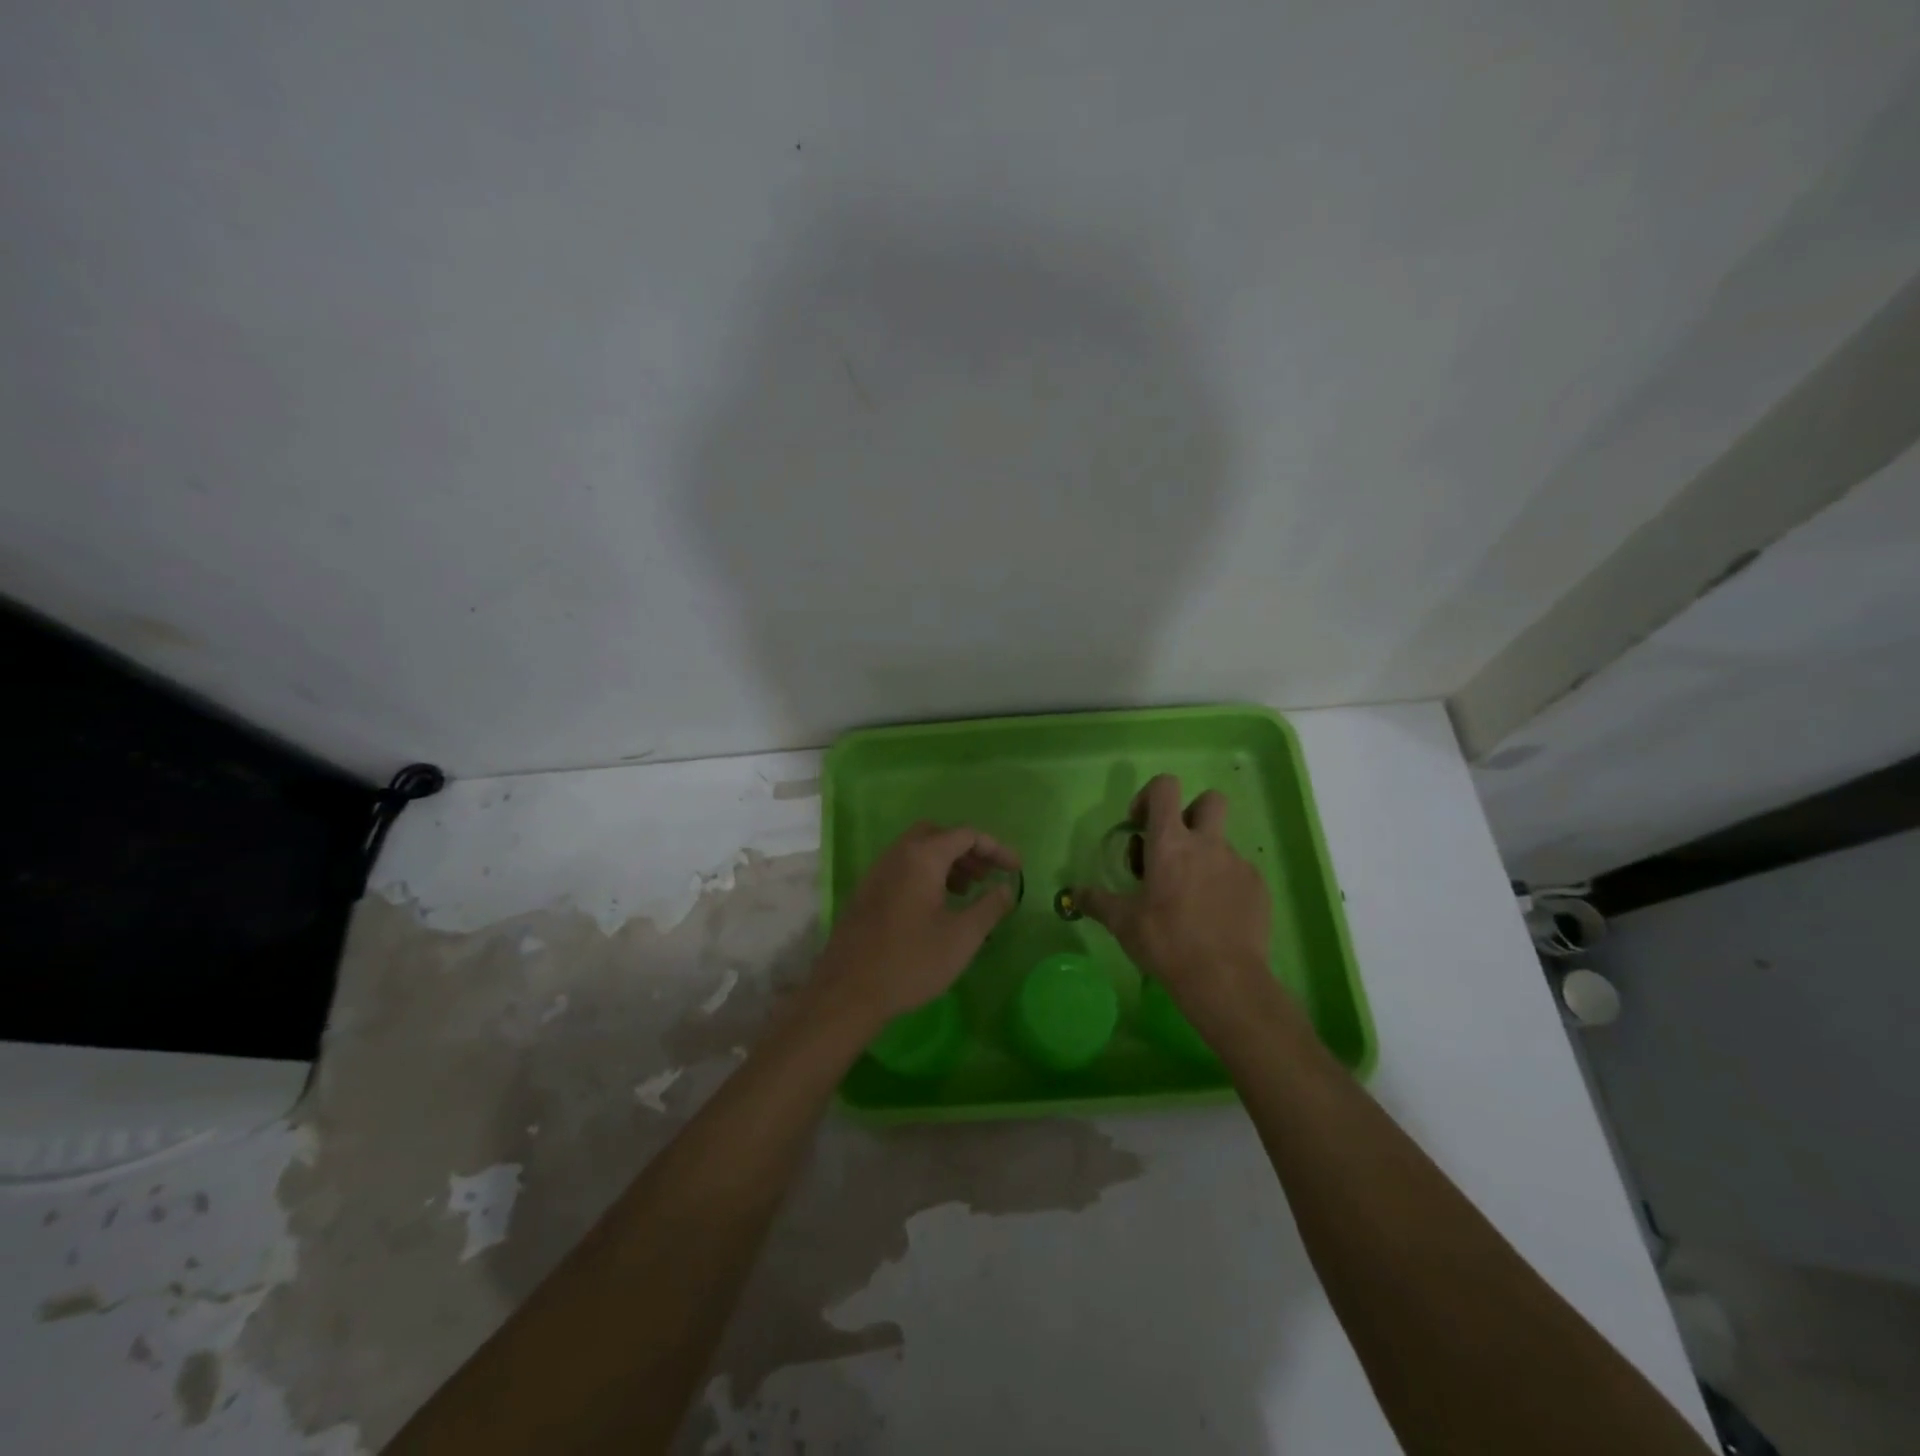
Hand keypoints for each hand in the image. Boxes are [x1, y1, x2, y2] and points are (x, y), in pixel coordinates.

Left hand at [816, 821, 1020, 1025]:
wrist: (848, 991)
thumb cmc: (911, 962)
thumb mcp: (962, 937)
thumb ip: (989, 907)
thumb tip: (1006, 888)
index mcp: (922, 857)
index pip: (966, 835)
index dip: (995, 848)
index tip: (1015, 869)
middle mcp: (897, 855)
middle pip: (938, 835)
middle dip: (967, 850)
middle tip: (985, 876)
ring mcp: (877, 872)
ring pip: (917, 850)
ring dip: (946, 862)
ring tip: (965, 892)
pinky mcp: (866, 892)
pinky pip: (902, 868)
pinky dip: (925, 874)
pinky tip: (935, 907)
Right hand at [1075, 775, 1277, 1031]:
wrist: (1225, 980)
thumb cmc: (1166, 942)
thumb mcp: (1123, 923)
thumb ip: (1097, 902)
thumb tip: (1074, 893)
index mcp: (1170, 843)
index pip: (1165, 787)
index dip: (1149, 796)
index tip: (1140, 826)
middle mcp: (1207, 844)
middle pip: (1209, 800)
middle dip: (1191, 813)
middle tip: (1174, 847)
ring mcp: (1237, 864)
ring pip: (1222, 842)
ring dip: (1205, 856)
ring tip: (1190, 895)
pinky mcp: (1258, 887)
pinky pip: (1239, 872)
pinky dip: (1224, 884)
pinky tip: (1213, 915)